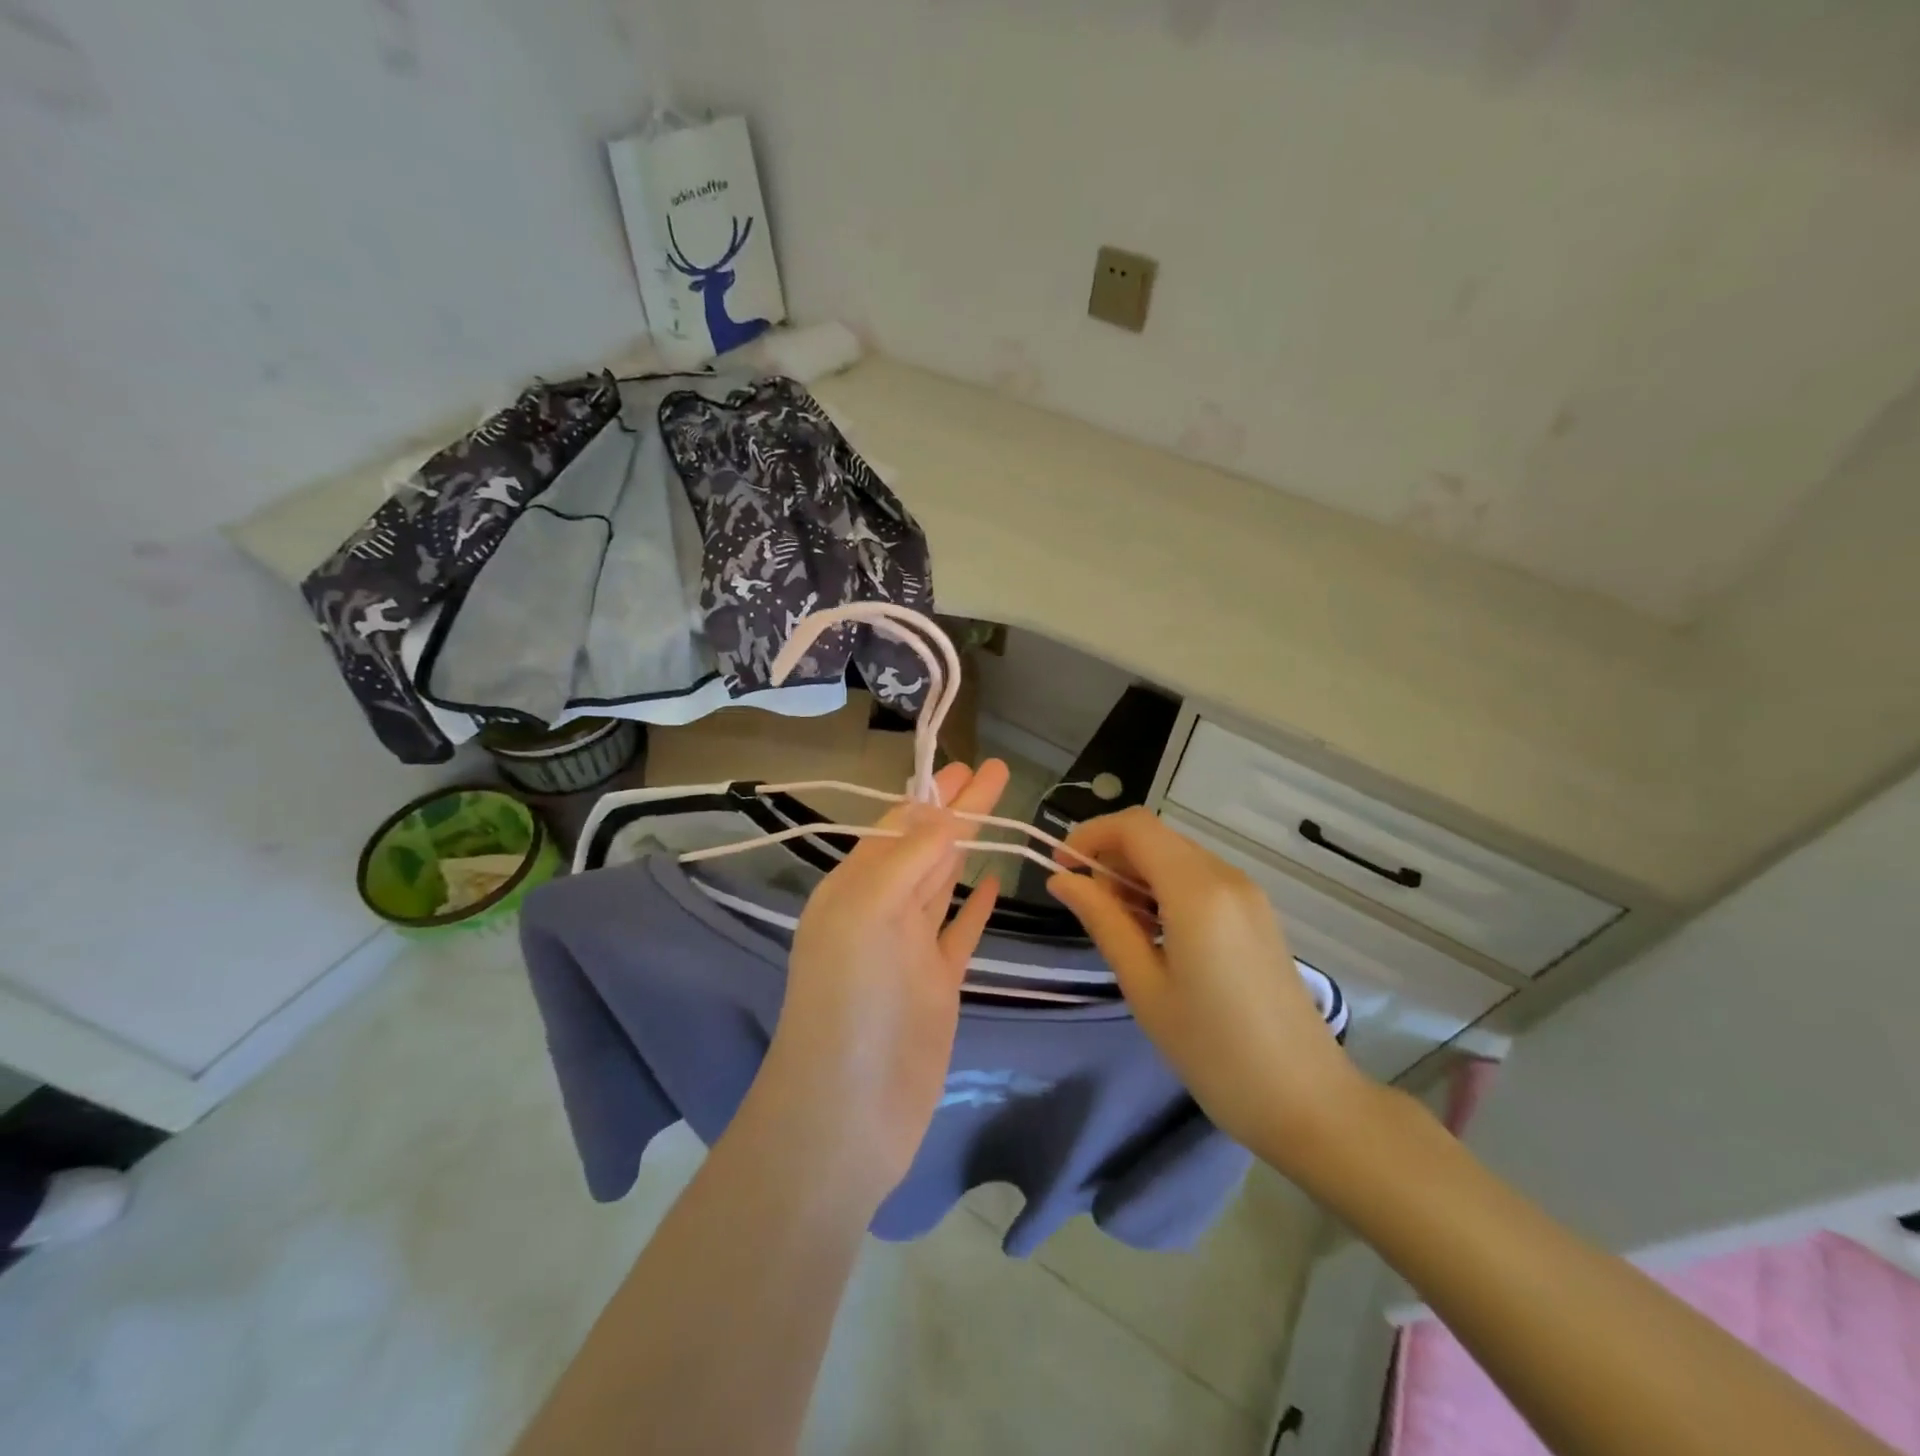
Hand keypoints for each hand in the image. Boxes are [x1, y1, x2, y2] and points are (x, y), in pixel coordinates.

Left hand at [761, 759, 1008, 1198]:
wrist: (847, 1115)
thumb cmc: (848, 1005)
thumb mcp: (866, 914)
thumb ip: (907, 860)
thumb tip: (943, 813)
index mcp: (853, 889)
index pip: (899, 827)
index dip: (934, 795)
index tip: (965, 765)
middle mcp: (880, 912)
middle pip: (926, 847)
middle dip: (958, 810)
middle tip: (993, 772)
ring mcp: (911, 950)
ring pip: (944, 883)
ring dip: (969, 848)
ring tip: (998, 812)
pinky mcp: (938, 985)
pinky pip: (960, 933)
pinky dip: (976, 908)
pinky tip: (995, 884)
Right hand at [1045, 808, 1364, 1169]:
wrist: (1307, 1101)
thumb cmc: (1213, 1051)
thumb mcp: (1144, 986)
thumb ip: (1103, 921)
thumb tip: (1063, 880)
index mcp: (1197, 891)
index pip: (1134, 827)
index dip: (1090, 835)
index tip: (1060, 869)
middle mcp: (1225, 877)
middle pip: (1155, 837)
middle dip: (1111, 857)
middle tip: (1088, 909)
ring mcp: (1247, 894)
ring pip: (1177, 856)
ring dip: (1137, 875)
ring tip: (1120, 928)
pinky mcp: (1257, 914)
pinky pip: (1200, 879)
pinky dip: (1165, 889)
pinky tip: (1156, 935)